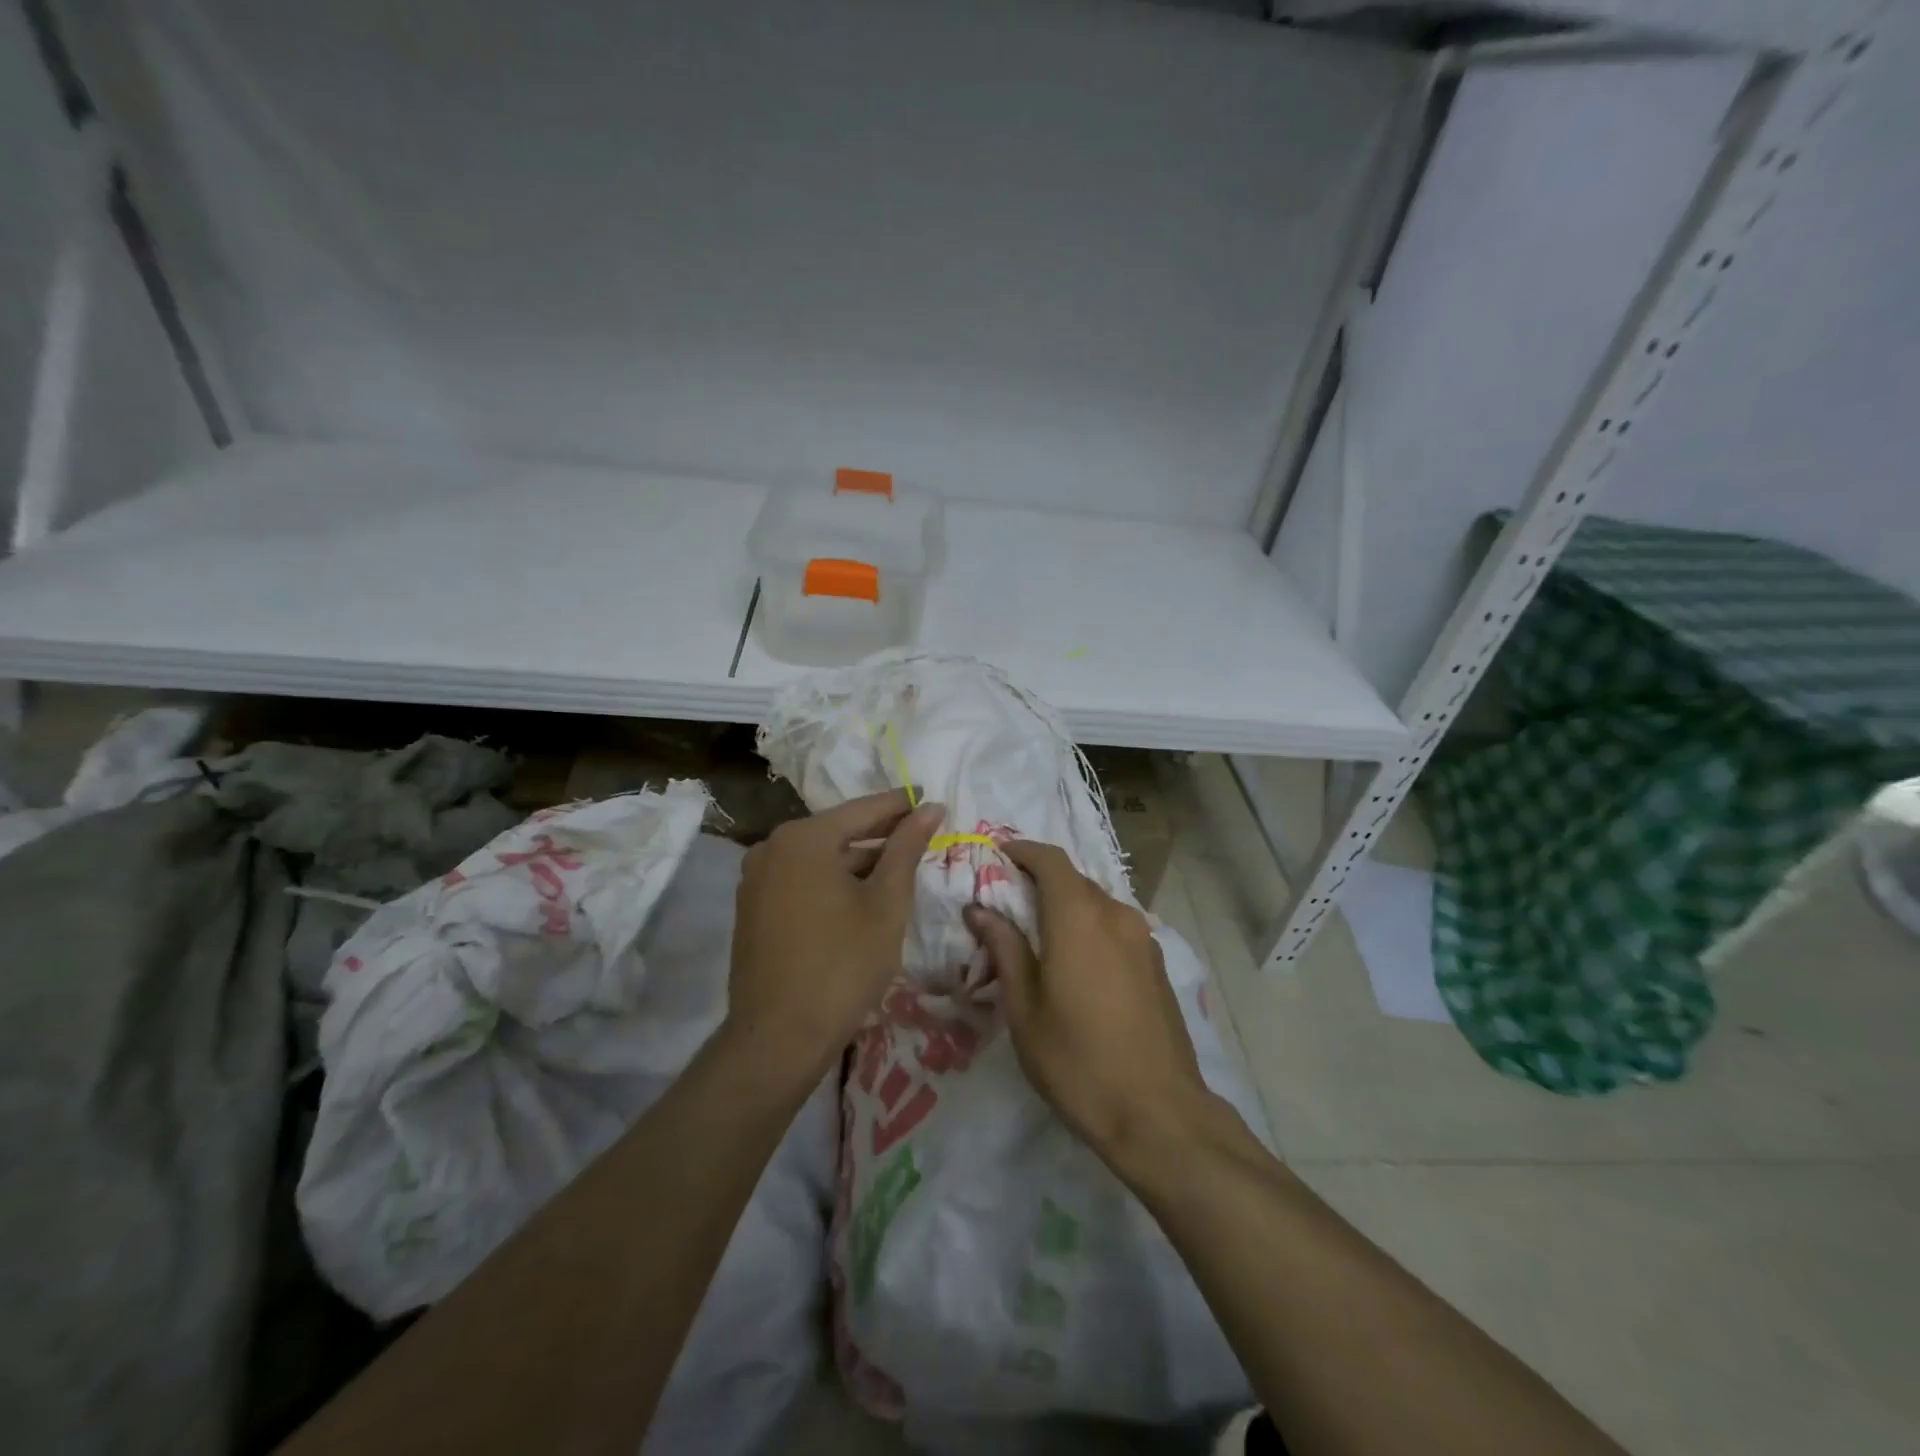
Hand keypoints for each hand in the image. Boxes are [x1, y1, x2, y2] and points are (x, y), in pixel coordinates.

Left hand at [729, 789, 943, 1078]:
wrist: (779, 1037)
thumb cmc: (843, 965)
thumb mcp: (886, 903)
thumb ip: (907, 848)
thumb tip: (930, 808)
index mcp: (803, 838)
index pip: (864, 810)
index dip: (902, 805)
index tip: (933, 800)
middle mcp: (772, 847)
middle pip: (838, 830)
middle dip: (881, 834)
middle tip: (922, 835)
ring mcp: (756, 878)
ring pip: (819, 857)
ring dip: (857, 859)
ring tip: (899, 866)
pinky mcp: (752, 907)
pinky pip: (800, 878)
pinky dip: (832, 880)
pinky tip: (860, 894)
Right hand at [964, 840, 1212, 1168]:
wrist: (1159, 1113)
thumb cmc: (1077, 1061)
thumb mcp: (1025, 1008)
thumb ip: (1004, 949)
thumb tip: (979, 910)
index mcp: (1079, 918)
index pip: (1050, 860)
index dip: (1023, 850)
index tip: (998, 854)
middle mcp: (1116, 915)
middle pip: (1074, 880)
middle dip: (1041, 881)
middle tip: (1009, 901)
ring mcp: (1143, 939)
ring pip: (1097, 904)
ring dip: (1067, 906)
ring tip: (1039, 935)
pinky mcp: (1157, 963)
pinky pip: (1115, 927)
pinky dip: (1090, 927)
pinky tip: (1076, 962)